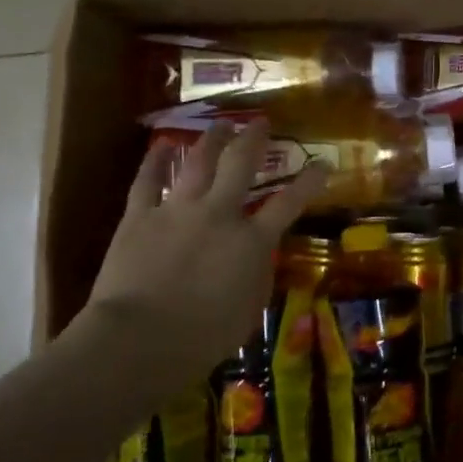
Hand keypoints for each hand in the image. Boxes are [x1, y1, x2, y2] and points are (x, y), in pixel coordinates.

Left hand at [74, 120, 328, 389]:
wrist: (140, 338)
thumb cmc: (203, 337)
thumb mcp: (249, 312)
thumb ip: (258, 276)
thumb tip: (260, 256)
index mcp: (251, 242)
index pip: (289, 204)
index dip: (309, 182)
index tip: (322, 164)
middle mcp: (218, 214)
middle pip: (240, 165)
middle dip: (253, 140)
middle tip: (260, 123)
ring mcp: (177, 210)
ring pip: (197, 162)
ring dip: (211, 140)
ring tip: (220, 125)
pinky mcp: (140, 216)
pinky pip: (147, 181)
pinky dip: (155, 161)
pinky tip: (160, 145)